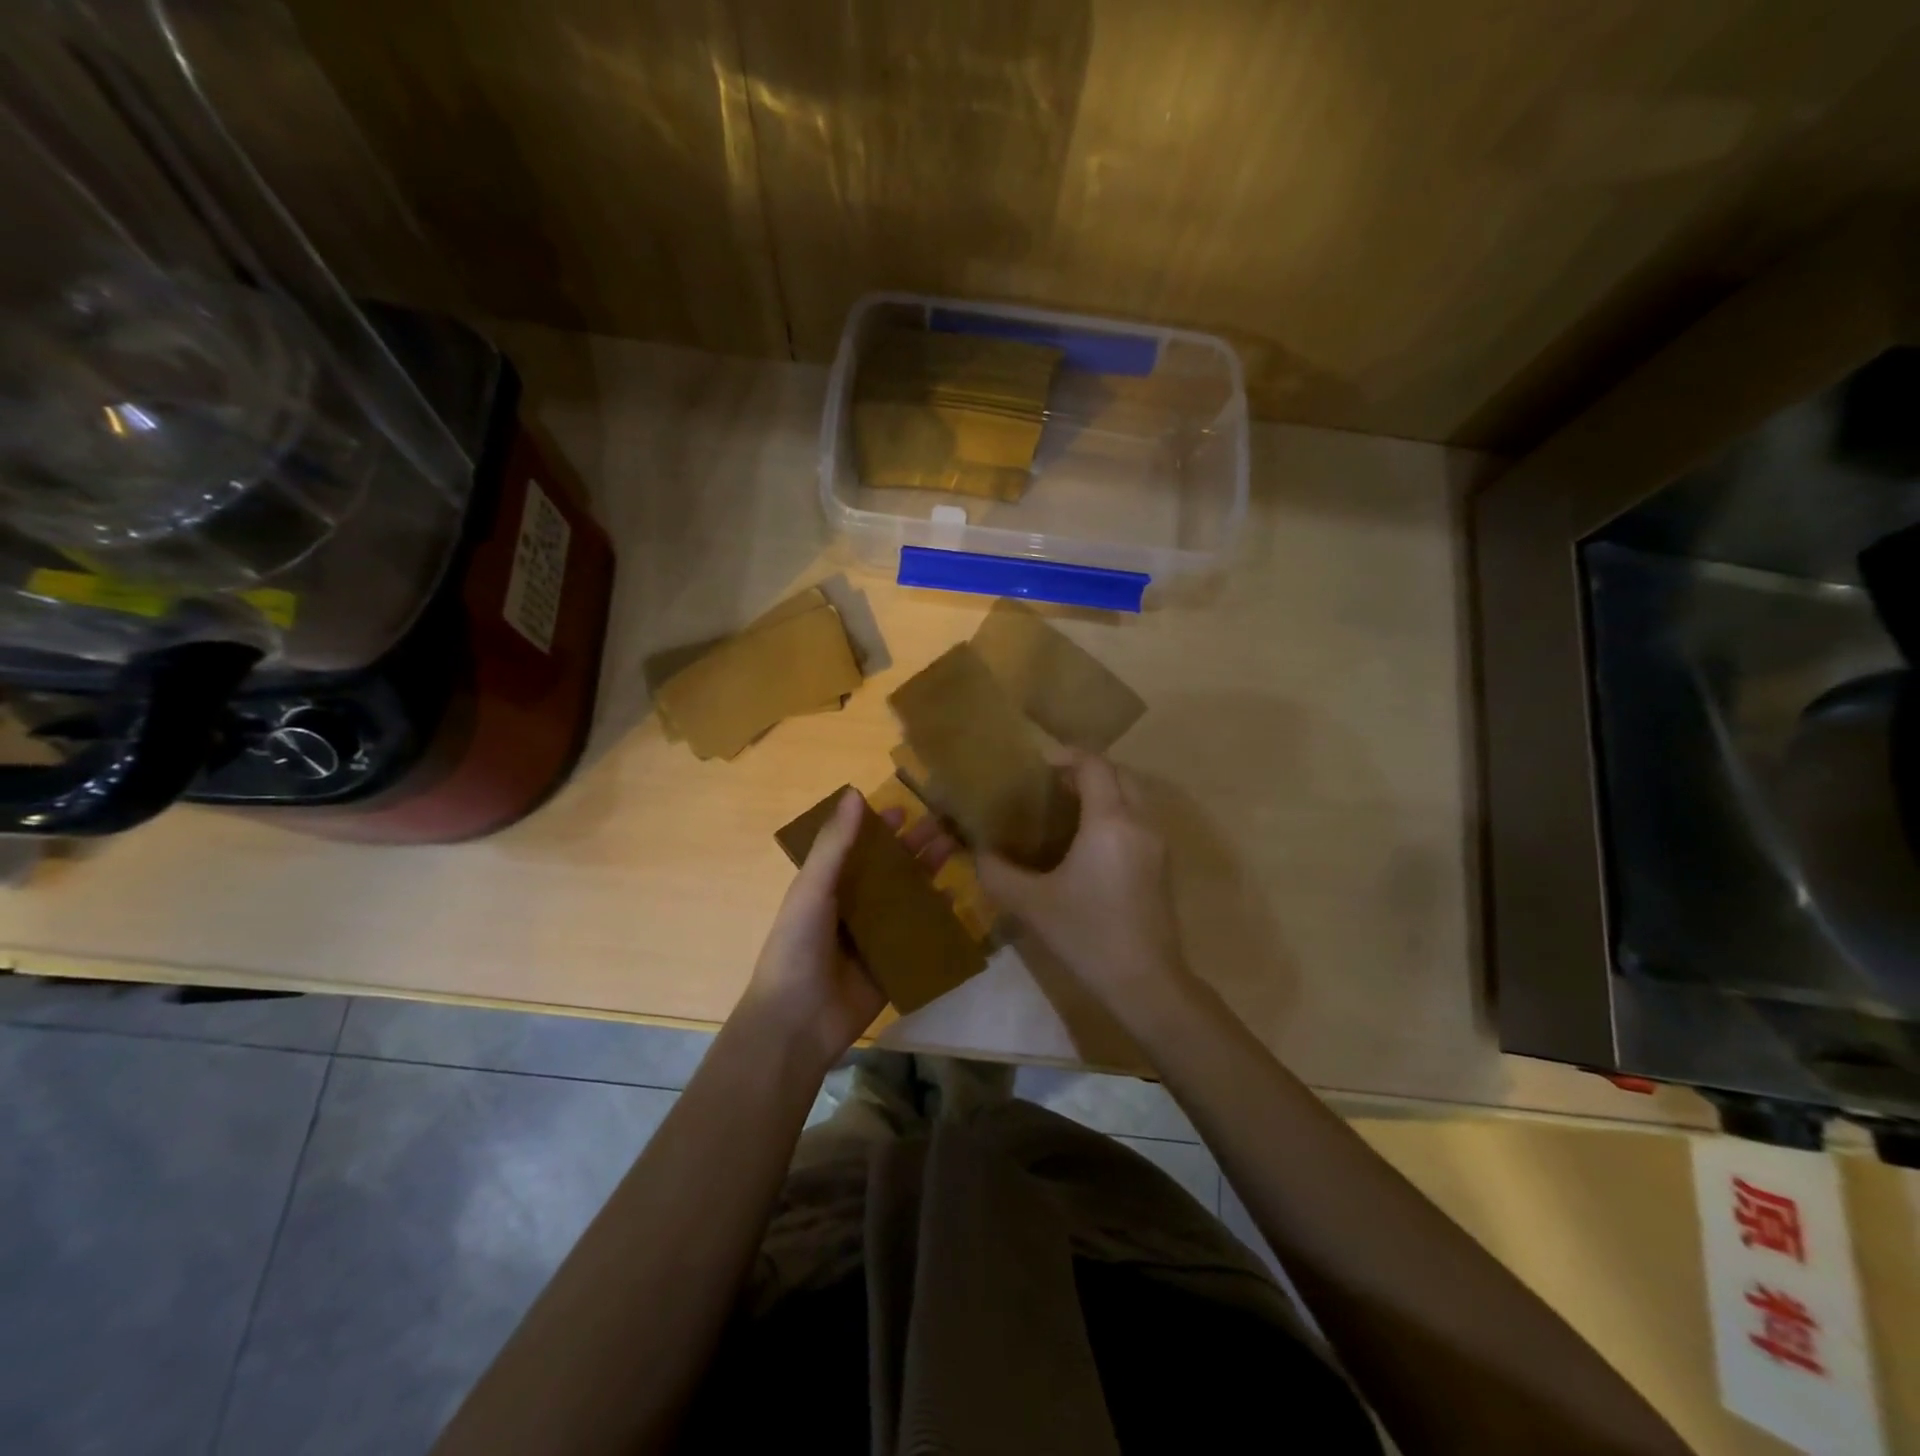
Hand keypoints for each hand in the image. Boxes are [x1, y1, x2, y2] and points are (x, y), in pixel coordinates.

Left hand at [737, 789, 955, 1073]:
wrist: (797, 1021)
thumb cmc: (797, 946)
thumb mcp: (813, 888)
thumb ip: (835, 844)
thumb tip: (854, 792)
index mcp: (827, 887)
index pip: (857, 849)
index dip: (878, 829)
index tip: (905, 810)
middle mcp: (851, 908)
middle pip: (888, 871)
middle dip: (913, 849)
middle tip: (946, 827)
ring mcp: (873, 937)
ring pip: (906, 899)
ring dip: (928, 876)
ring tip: (956, 853)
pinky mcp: (891, 964)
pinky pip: (917, 935)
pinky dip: (934, 918)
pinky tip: (955, 900)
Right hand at [978, 755, 1191, 1017]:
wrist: (1146, 982)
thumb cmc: (1087, 935)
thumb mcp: (1031, 904)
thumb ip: (997, 873)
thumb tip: (978, 854)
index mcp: (1110, 821)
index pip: (1094, 765)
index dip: (1067, 755)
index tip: (1038, 763)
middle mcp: (1139, 822)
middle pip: (1118, 774)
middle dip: (1086, 770)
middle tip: (1051, 785)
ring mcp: (1157, 844)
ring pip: (1133, 796)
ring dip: (1104, 791)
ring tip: (1066, 809)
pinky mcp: (1162, 865)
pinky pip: (1139, 819)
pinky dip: (1116, 813)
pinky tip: (1088, 842)